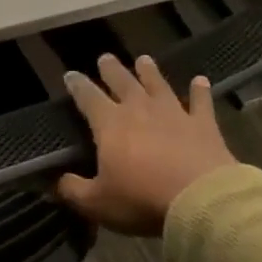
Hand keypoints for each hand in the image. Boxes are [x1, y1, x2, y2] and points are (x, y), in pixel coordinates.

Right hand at [56, 54, 235, 235]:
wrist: (200, 200)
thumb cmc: (142, 199)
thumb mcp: (98, 203)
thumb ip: (75, 190)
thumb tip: (57, 183)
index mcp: (109, 123)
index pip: (88, 97)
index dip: (77, 85)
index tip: (70, 75)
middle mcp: (139, 109)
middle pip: (122, 82)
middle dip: (111, 69)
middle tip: (105, 57)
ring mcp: (173, 113)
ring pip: (158, 85)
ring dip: (149, 72)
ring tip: (143, 59)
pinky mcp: (203, 125)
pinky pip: (201, 103)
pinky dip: (200, 91)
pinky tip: (201, 80)